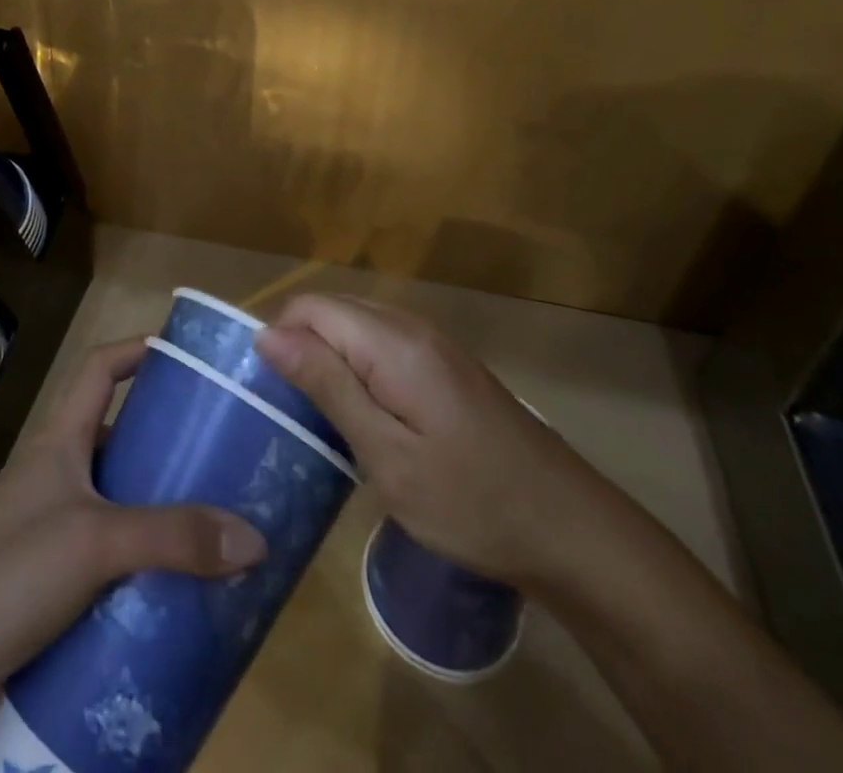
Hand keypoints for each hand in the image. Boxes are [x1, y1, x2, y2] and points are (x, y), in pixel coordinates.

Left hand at [0, 338, 268, 705]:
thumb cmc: (10, 569)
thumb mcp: (95, 542)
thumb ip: (171, 537)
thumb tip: (254, 537)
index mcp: (60, 440)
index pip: (98, 369)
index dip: (136, 349)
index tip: (184, 355)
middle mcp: (56, 471)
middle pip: (115, 434)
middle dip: (163, 440)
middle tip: (219, 455)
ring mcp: (50, 522)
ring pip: (115, 497)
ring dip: (156, 505)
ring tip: (211, 521)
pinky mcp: (50, 573)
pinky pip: (107, 550)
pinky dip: (140, 556)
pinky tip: (174, 582)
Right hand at [257, 295, 607, 586]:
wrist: (576, 534)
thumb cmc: (473, 503)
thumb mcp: (387, 455)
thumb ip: (327, 386)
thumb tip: (267, 334)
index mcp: (393, 342)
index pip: (309, 307)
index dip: (281, 342)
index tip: (279, 398)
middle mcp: (412, 327)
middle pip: (331, 310)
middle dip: (303, 350)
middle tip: (302, 414)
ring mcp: (435, 344)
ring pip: (356, 325)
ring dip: (331, 360)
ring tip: (329, 419)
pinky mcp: (448, 365)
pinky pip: (382, 343)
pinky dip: (360, 368)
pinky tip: (370, 417)